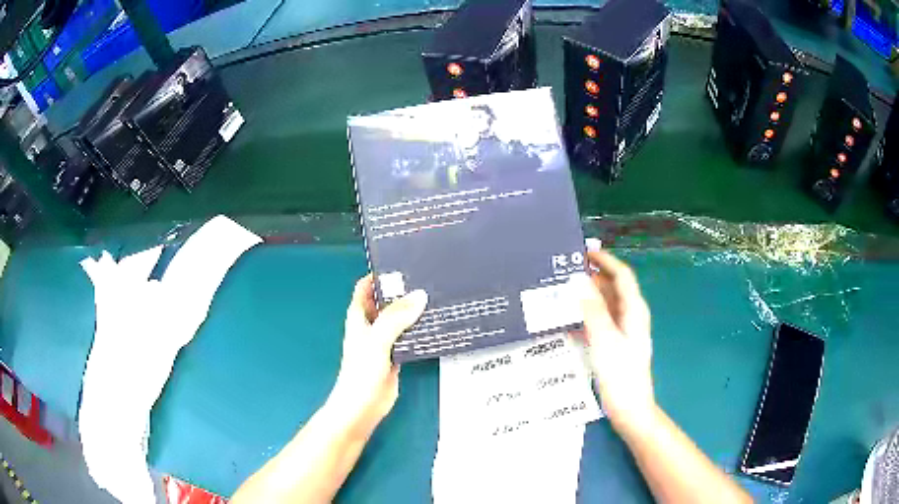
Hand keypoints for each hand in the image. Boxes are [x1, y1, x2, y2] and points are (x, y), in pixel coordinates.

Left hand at [326, 274, 427, 435]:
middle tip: (427, 278)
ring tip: (436, 297)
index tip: (401, 264)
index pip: (365, 288)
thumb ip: (396, 318)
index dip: (379, 275)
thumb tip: (420, 295)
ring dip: (412, 311)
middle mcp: (371, 326)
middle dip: (401, 291)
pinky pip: (408, 337)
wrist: (363, 407)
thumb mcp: (377, 340)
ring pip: (399, 319)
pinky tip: (435, 325)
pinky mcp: (396, 356)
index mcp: (359, 317)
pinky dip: (418, 330)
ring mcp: (384, 341)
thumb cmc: (361, 372)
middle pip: (385, 301)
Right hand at [570, 250, 655, 433]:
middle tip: (563, 271)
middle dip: (592, 277)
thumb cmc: (621, 375)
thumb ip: (592, 310)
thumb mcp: (605, 340)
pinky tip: (566, 319)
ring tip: (561, 291)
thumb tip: (579, 280)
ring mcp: (622, 331)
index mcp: (634, 310)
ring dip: (586, 297)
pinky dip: (585, 316)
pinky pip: (599, 322)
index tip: (582, 251)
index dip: (605, 261)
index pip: (622, 275)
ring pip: (605, 306)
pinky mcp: (614, 345)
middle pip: (613, 288)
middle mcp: (630, 316)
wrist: (629, 409)